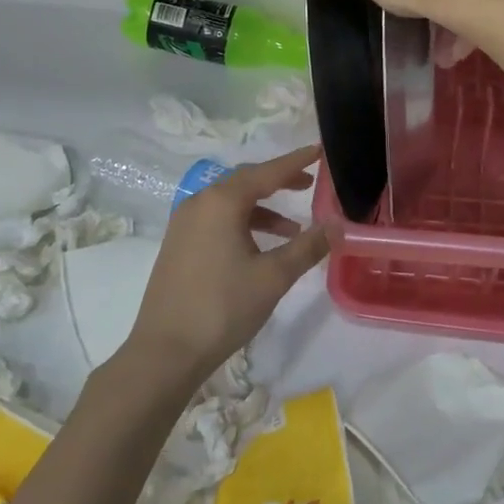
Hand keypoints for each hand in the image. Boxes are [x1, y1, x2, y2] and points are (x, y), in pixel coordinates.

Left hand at [120, 145, 331, 392]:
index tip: (319, 150)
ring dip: (263, 209)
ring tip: (294, 229)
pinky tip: (261, 249)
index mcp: (221, 202)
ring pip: (230, 203)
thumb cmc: (222, 308)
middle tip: (309, 184)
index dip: (296, 161)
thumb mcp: (273, 277)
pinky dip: (243, 224)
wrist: (165, 352)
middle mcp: (199, 203)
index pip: (267, 172)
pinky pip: (217, 220)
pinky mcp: (178, 245)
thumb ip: (308, 246)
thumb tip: (338, 225)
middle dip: (279, 182)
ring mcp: (184, 224)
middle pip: (245, 182)